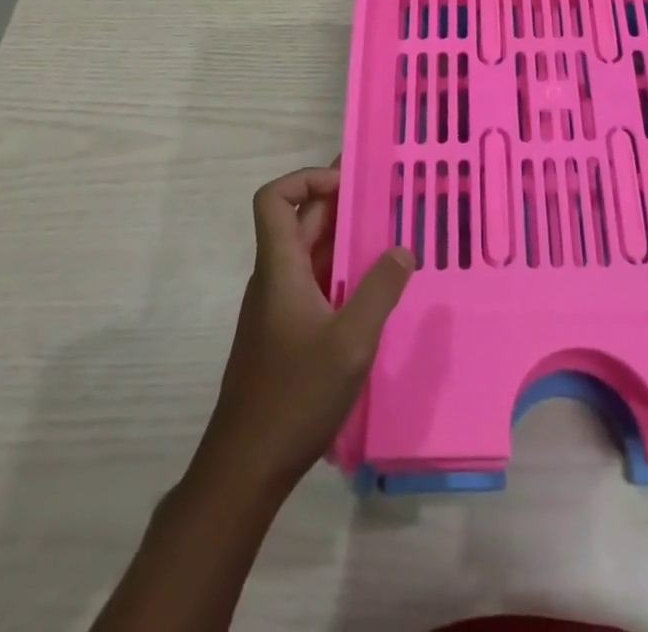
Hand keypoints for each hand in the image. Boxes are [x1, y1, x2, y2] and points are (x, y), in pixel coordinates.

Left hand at [195, 167, 413, 497]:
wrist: (245, 469)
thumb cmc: (294, 397)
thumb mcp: (350, 342)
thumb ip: (380, 290)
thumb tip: (402, 249)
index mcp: (279, 267)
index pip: (275, 199)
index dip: (307, 179)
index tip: (350, 184)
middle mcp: (274, 278)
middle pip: (299, 221)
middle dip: (340, 203)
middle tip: (386, 199)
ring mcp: (278, 307)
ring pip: (309, 253)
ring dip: (345, 240)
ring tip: (390, 239)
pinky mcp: (286, 333)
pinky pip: (314, 283)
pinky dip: (342, 272)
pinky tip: (373, 292)